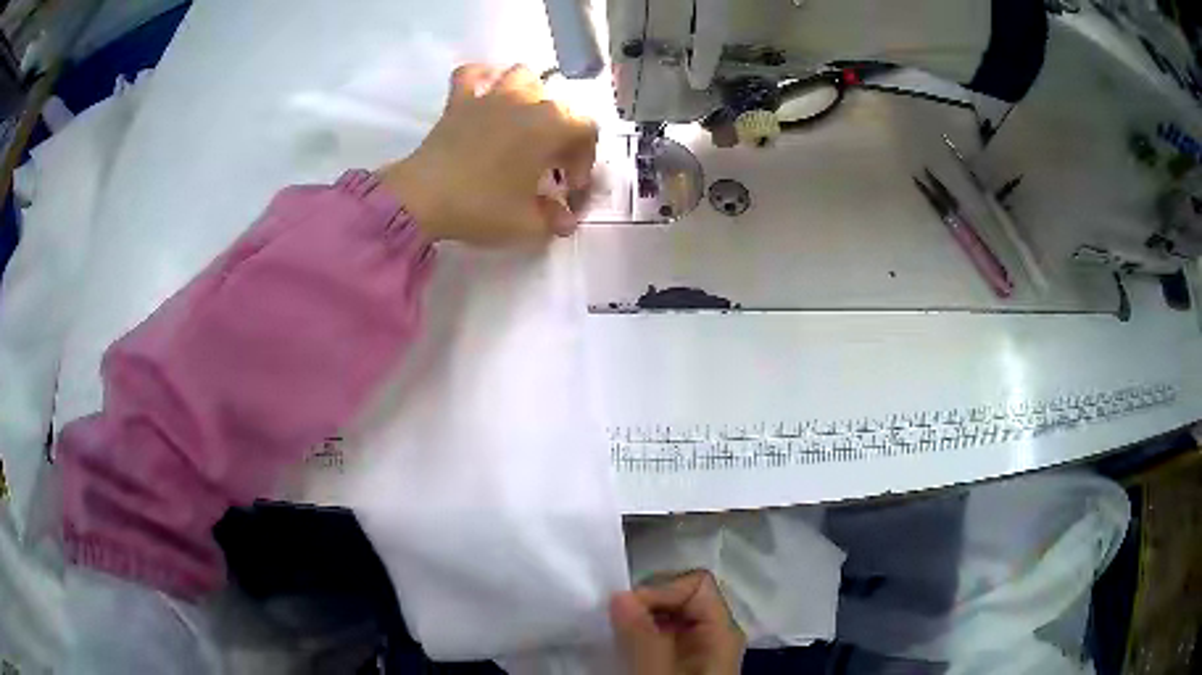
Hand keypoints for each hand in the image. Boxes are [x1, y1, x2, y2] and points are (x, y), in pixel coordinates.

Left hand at [379, 63, 597, 244]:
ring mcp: (490, 96)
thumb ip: (554, 219)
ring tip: (526, 124)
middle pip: (560, 107)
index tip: (569, 190)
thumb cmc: (481, 206)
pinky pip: (473, 75)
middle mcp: (526, 101)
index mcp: (550, 125)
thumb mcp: (527, 224)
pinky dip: (482, 78)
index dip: (585, 161)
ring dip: (532, 97)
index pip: (586, 131)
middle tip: (549, 168)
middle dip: (563, 136)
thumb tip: (565, 218)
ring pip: (524, 77)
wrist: (422, 198)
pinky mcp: (459, 101)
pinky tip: (485, 94)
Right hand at [610, 571, 745, 674]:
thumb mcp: (659, 670)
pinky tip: (623, 648)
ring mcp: (698, 650)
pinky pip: (661, 637)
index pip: (696, 582)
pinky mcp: (681, 664)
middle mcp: (715, 634)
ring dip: (638, 621)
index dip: (660, 590)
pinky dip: (639, 637)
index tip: (626, 610)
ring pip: (668, 617)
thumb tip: (619, 594)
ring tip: (614, 634)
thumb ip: (643, 635)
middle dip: (645, 604)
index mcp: (723, 629)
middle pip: (681, 597)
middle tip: (614, 622)